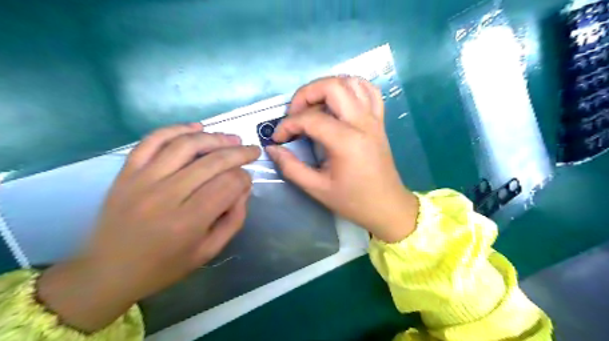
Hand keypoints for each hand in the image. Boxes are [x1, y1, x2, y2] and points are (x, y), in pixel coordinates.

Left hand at [35, 123, 258, 332]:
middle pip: (212, 162)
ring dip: (215, 138)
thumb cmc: (164, 266)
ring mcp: (142, 180)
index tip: (248, 180)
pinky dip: (177, 129)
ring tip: (232, 138)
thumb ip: (234, 219)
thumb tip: (244, 187)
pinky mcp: (126, 172)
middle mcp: (165, 196)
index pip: (228, 185)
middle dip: (239, 153)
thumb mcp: (208, 251)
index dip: (244, 178)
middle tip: (253, 150)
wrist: (108, 271)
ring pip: (186, 145)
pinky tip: (197, 128)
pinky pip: (153, 140)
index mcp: (188, 222)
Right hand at [267, 76, 418, 243]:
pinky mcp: (380, 121)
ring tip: (314, 106)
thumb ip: (291, 167)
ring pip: (351, 82)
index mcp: (346, 141)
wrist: (387, 206)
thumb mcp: (317, 188)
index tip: (279, 138)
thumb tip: (272, 148)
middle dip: (305, 94)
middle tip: (294, 114)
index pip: (310, 118)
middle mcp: (362, 123)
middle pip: (332, 87)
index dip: (287, 125)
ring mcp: (374, 119)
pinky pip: (369, 91)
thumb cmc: (353, 201)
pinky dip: (352, 88)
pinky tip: (340, 101)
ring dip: (327, 87)